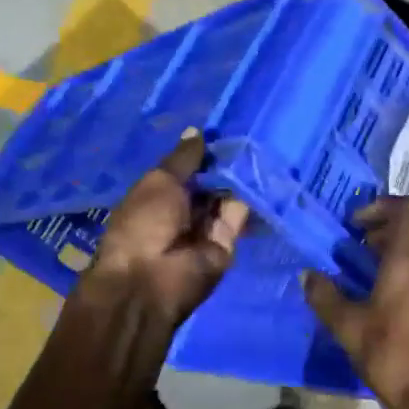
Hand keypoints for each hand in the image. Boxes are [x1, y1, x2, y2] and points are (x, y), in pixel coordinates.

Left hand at [87, 129, 248, 326]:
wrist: (151, 280)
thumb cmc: (144, 223)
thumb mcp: (159, 181)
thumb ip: (183, 159)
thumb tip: (196, 131)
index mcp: (157, 196)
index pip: (186, 170)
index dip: (203, 153)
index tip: (225, 129)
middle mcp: (182, 212)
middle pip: (209, 184)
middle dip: (225, 164)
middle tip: (251, 133)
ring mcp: (205, 229)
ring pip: (227, 198)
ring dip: (240, 177)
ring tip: (262, 147)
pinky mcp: (227, 245)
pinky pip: (240, 217)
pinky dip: (250, 197)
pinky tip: (264, 173)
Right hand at [303, 195, 408, 408]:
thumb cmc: (389, 354)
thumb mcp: (347, 326)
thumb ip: (325, 296)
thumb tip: (307, 276)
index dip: (383, 206)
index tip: (356, 223)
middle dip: (395, 217)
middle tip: (366, 235)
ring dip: (404, 239)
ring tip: (371, 259)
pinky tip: (389, 285)